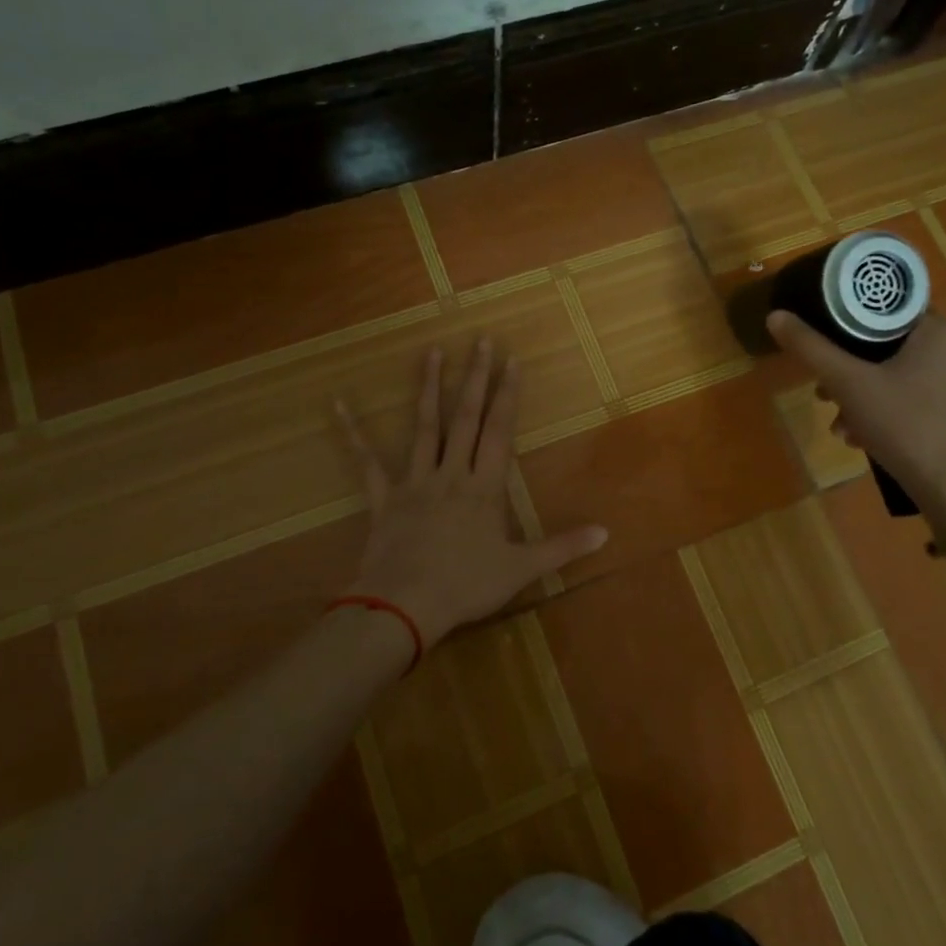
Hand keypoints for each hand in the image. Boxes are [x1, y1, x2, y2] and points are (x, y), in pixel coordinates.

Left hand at [338, 338, 607, 645]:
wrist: (405, 606)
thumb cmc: (466, 586)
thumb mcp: (522, 569)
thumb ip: (563, 547)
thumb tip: (606, 532)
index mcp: (485, 488)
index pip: (500, 431)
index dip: (508, 395)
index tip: (512, 360)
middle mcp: (451, 474)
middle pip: (466, 419)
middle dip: (476, 378)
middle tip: (480, 340)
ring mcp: (415, 482)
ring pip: (424, 428)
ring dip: (430, 389)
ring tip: (433, 352)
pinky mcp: (385, 498)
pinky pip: (367, 462)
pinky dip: (354, 433)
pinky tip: (339, 405)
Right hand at [766, 311, 945, 528]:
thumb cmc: (905, 426)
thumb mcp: (848, 384)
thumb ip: (811, 348)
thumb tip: (776, 315)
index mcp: (940, 329)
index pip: (884, 311)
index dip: (847, 328)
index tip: (824, 352)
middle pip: (889, 347)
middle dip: (850, 373)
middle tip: (825, 397)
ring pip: (902, 375)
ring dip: (865, 397)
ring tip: (842, 427)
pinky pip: (921, 397)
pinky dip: (891, 410)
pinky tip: (867, 438)